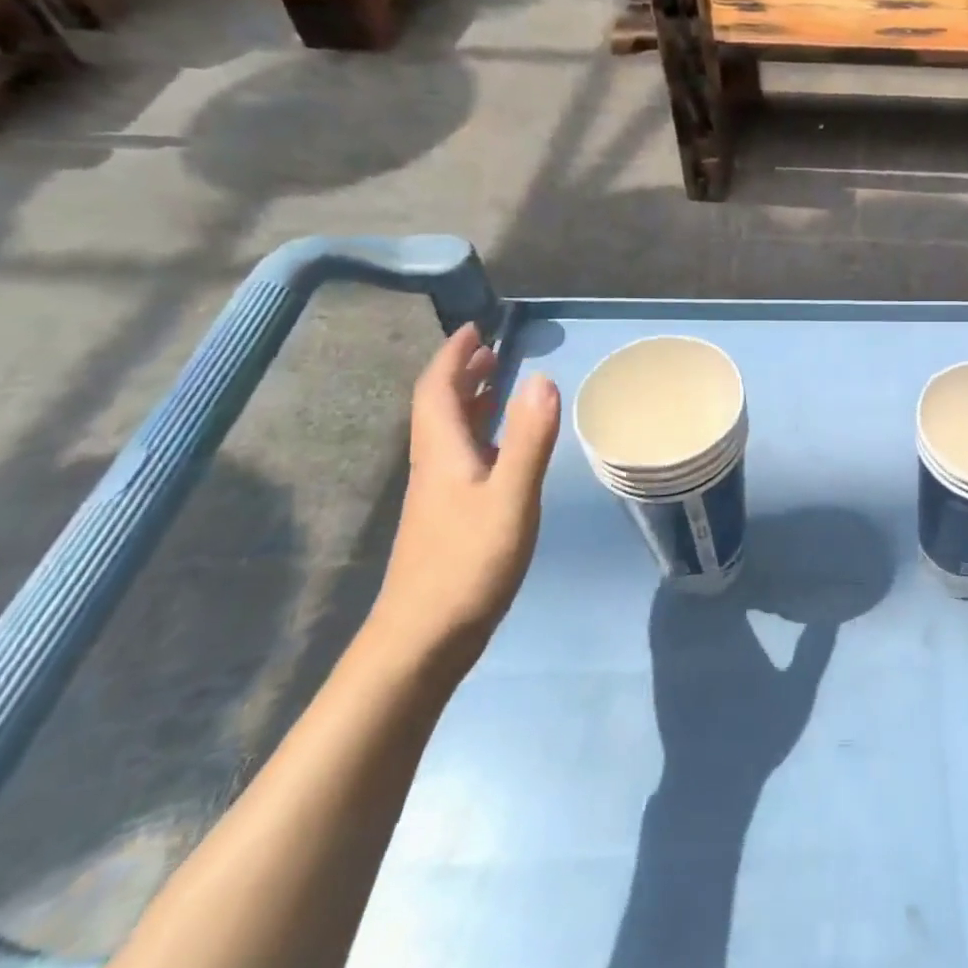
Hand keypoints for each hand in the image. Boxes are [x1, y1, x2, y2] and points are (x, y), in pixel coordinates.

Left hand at [368, 324, 560, 675]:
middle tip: (491, 351)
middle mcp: (434, 467)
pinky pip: (461, 457)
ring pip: (448, 434)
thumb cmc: (469, 563)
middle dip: (461, 373)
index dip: (453, 356)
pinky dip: (479, 435)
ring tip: (497, 385)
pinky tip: (501, 450)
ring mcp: (438, 495)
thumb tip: (543, 378)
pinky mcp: (448, 518)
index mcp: (442, 453)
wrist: (424, 638)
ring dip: (468, 402)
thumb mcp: (510, 498)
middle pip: (438, 408)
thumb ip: (530, 440)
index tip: (476, 328)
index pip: (437, 389)